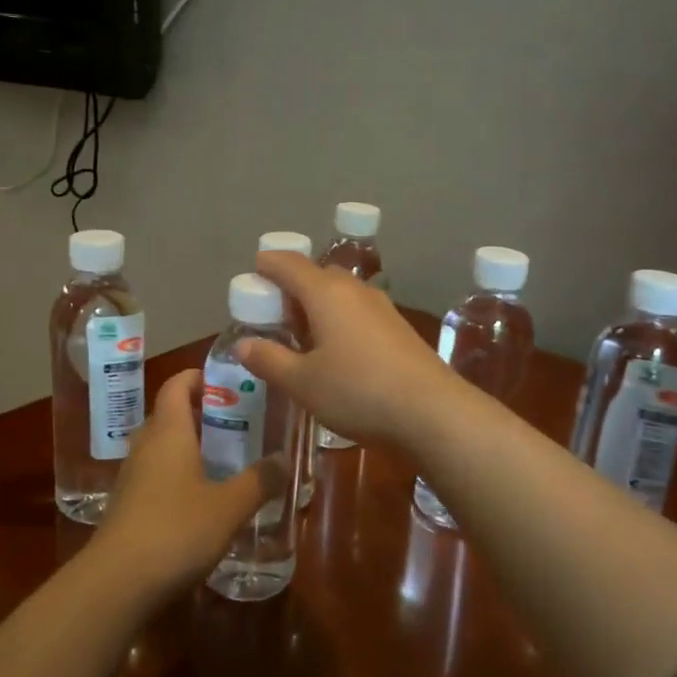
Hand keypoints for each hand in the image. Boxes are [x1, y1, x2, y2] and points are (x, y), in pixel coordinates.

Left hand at [93, 369, 287, 595]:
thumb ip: (259, 481)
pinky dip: (177, 475)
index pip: (176, 385)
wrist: (117, 582)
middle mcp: (146, 446)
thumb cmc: (176, 530)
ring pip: (161, 447)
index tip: (226, 381)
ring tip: (225, 460)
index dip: (198, 377)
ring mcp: (132, 477)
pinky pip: (155, 476)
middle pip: (168, 414)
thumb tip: (284, 459)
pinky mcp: (127, 507)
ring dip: (189, 446)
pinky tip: (201, 500)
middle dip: (200, 413)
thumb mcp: (229, 507)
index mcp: (168, 432)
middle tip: (237, 423)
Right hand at [241, 251, 463, 455]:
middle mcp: (354, 290)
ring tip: (303, 336)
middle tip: (274, 315)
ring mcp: (382, 308)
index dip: (267, 265)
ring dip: (318, 306)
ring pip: (340, 294)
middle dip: (292, 288)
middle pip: (317, 275)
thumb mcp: (302, 382)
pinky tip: (337, 352)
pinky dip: (339, 320)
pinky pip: (358, 312)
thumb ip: (269, 360)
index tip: (252, 275)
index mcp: (325, 293)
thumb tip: (243, 344)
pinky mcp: (399, 329)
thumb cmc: (357, 391)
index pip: (289, 264)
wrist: (432, 411)